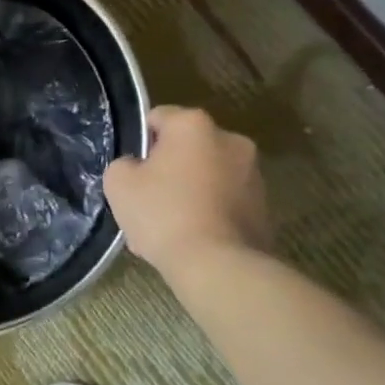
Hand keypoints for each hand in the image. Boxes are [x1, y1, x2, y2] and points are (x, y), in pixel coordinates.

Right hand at [104, 106, 270, 282]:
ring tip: (172, 227)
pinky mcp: (265, 207)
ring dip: (191, 191)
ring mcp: (253, 173)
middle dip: (169, 168)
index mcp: (193, 124)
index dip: (140, 143)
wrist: (218, 266)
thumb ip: (124, 164)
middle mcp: (230, 139)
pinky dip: (211, 213)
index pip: (157, 118)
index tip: (133, 172)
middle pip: (187, 147)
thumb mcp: (119, 183)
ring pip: (208, 175)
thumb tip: (136, 168)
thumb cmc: (164, 214)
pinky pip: (226, 202)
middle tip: (150, 200)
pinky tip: (194, 240)